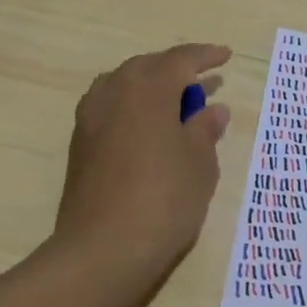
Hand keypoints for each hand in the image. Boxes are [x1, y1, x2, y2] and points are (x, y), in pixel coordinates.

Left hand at [54, 43, 232, 273]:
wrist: (102, 251)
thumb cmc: (164, 199)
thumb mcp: (200, 163)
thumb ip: (205, 129)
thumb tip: (212, 109)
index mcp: (148, 88)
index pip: (181, 60)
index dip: (206, 56)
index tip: (226, 56)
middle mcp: (115, 92)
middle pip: (148, 66)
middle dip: (176, 68)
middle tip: (202, 80)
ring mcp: (91, 117)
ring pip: (124, 83)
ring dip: (150, 85)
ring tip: (173, 101)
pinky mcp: (80, 143)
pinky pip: (110, 106)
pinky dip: (132, 105)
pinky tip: (146, 126)